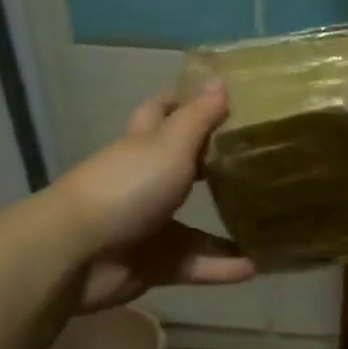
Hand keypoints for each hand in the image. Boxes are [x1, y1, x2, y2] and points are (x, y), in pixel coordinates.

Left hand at [56, 82, 256, 312]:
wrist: (77, 253)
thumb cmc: (126, 186)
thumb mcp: (170, 145)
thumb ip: (199, 118)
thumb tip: (220, 80)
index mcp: (144, 145)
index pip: (162, 112)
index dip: (185, 102)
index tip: (223, 100)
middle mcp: (146, 182)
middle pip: (184, 170)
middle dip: (216, 168)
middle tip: (262, 166)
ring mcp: (149, 225)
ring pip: (195, 226)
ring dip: (227, 229)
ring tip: (269, 228)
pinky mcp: (153, 263)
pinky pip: (194, 265)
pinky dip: (221, 268)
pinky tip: (255, 267)